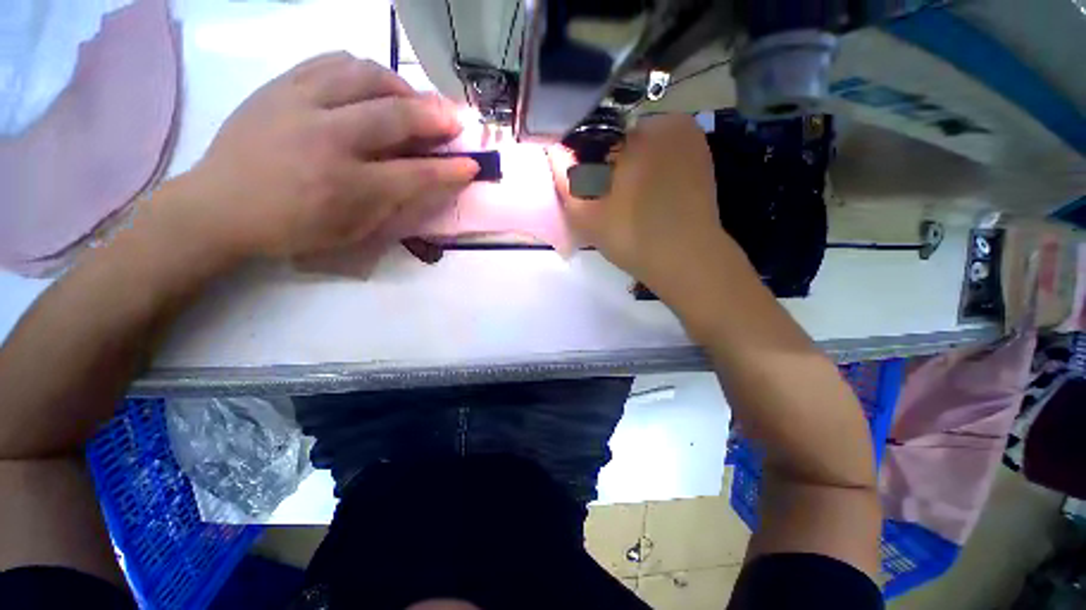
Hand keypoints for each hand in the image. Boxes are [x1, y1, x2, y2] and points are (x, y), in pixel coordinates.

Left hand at [179, 52, 478, 259]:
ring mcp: (300, 103)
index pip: (416, 173)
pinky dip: (363, 70)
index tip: (472, 164)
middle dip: (436, 116)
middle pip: (396, 115)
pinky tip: (372, 85)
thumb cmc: (293, 228)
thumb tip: (425, 179)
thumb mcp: (353, 231)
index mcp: (347, 186)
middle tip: (456, 119)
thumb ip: (393, 204)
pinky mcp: (281, 84)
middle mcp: (328, 138)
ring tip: (412, 101)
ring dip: (401, 86)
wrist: (220, 205)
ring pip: (365, 74)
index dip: (450, 169)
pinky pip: (332, 60)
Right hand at [549, 114, 728, 296]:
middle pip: (622, 137)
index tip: (586, 185)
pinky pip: (664, 156)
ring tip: (629, 202)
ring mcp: (692, 139)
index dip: (586, 157)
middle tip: (606, 197)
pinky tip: (649, 199)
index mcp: (642, 130)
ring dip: (631, 167)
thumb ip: (564, 179)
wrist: (687, 262)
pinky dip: (652, 171)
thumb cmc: (634, 237)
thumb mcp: (586, 214)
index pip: (599, 130)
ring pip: (644, 147)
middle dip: (609, 161)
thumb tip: (555, 151)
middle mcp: (671, 123)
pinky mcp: (702, 158)